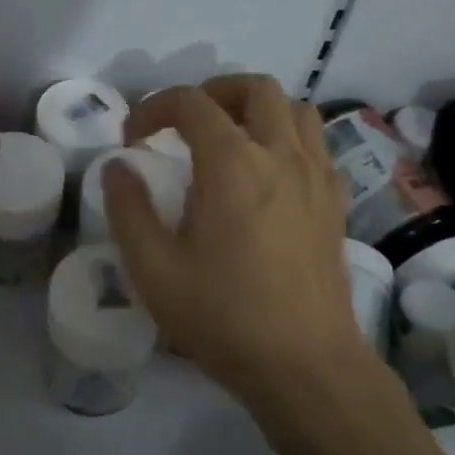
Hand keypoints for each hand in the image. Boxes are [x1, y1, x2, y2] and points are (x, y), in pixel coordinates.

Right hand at [105, 75, 370, 403]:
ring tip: (231, 139)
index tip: (135, 140)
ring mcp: (316, 177)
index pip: (191, 102)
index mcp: (233, 163)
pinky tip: (269, 175)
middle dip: (214, 93)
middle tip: (187, 125)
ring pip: (296, 109)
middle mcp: (280, 155)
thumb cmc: (225, 317)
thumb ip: (129, 209)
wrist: (307, 367)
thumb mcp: (154, 270)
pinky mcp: (335, 203)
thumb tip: (118, 166)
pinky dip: (289, 140)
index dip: (154, 108)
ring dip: (259, 110)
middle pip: (256, 88)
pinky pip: (317, 146)